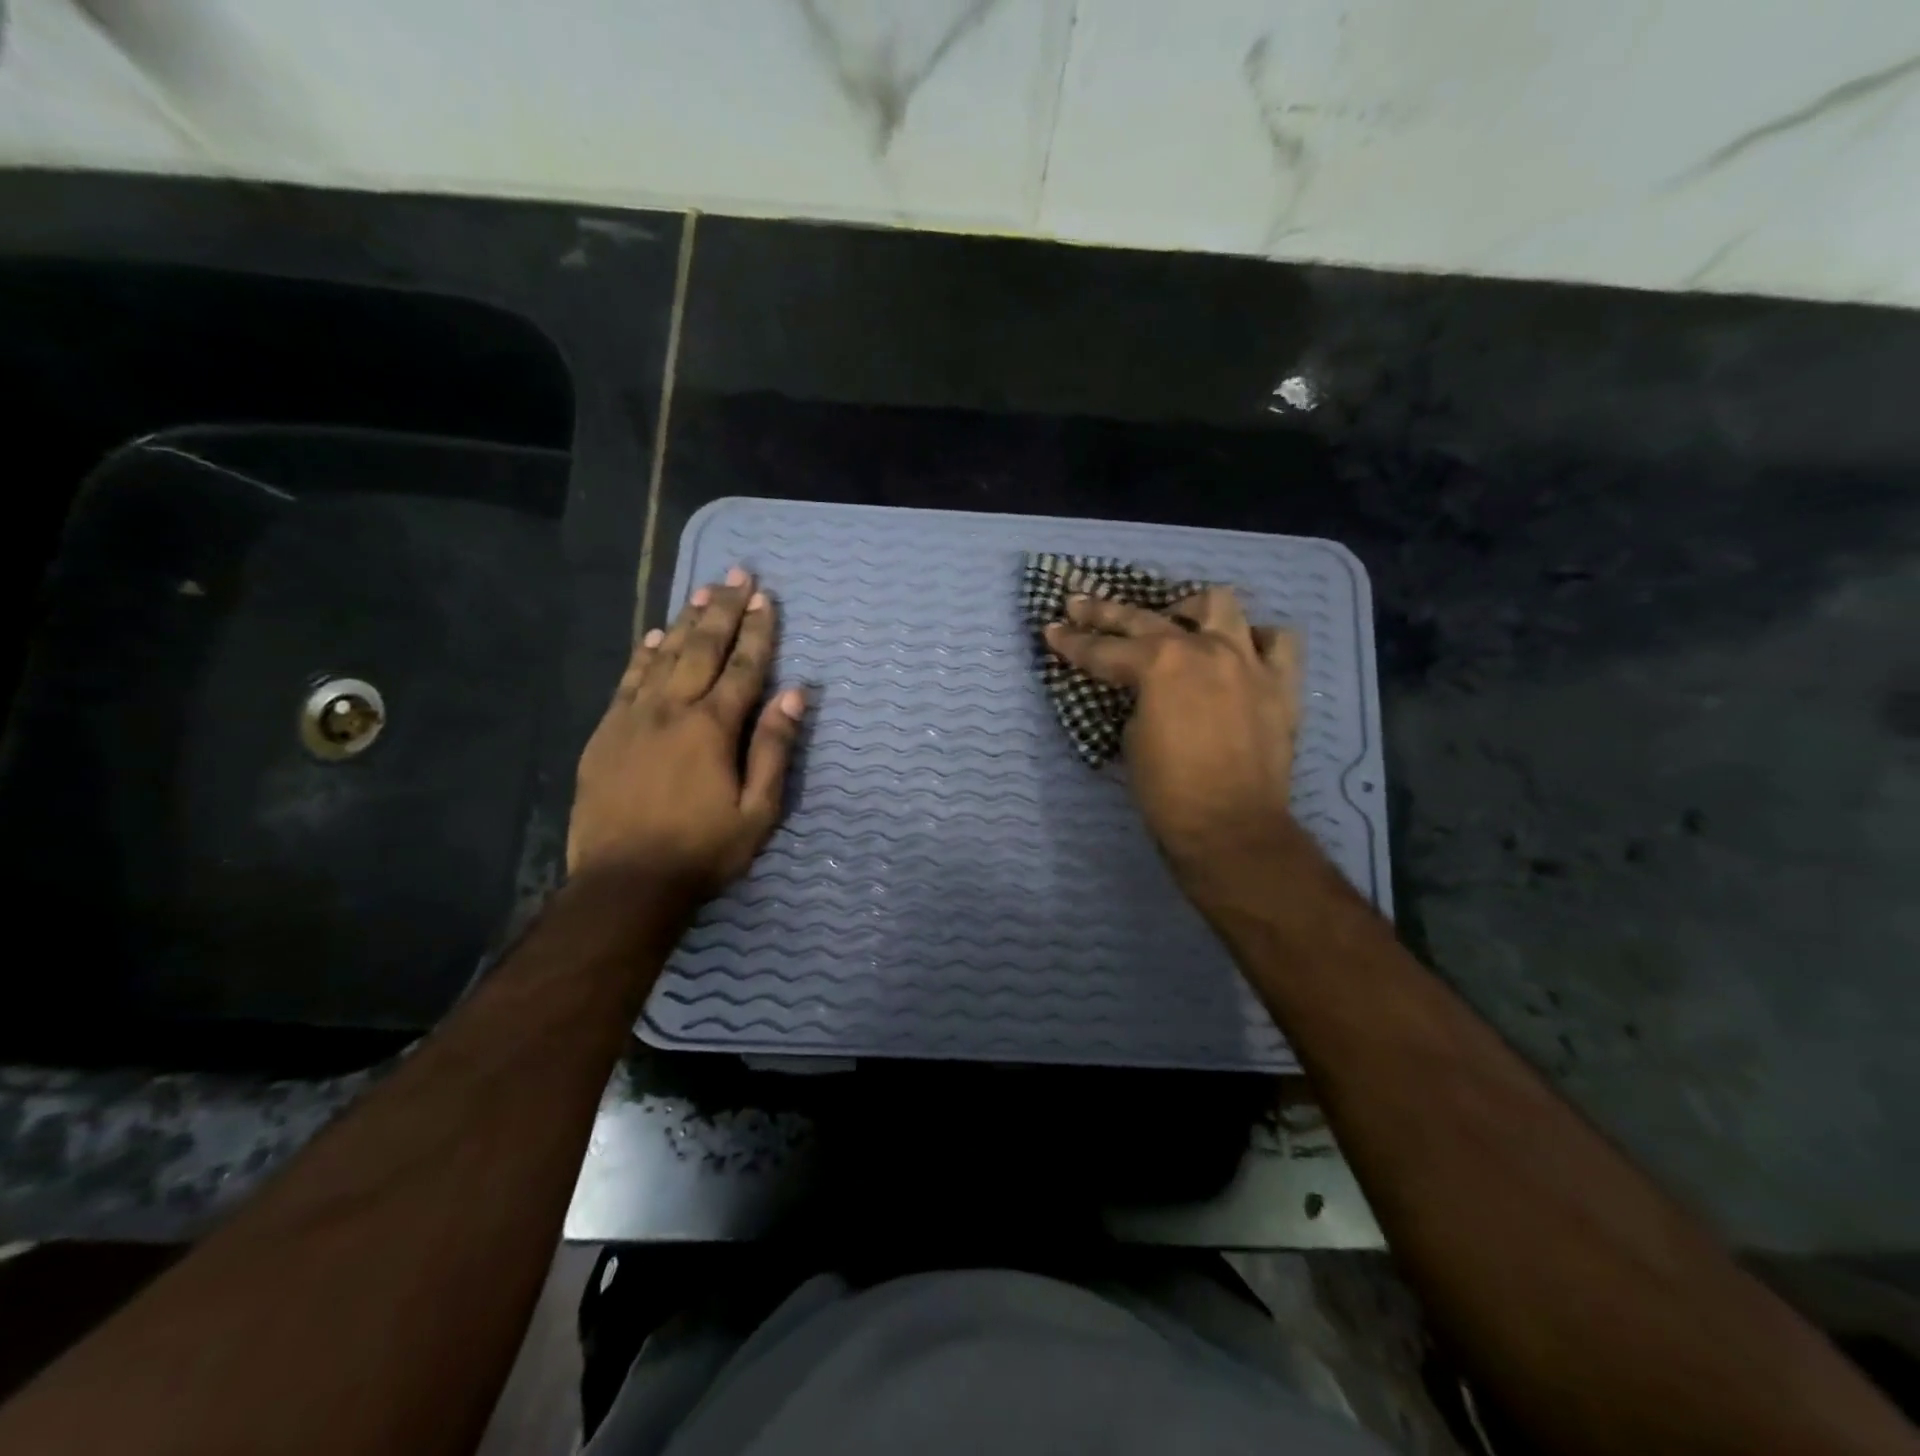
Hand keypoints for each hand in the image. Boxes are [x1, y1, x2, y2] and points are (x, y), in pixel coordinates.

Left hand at [569, 568, 805, 901]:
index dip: (759, 632)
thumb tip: (793, 696)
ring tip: (703, 591)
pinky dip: (644, 654)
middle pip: (703, 649)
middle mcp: (673, 710)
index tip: (767, 598)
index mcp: (714, 728)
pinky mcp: (606, 733)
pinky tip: (655, 636)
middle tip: (738, 574)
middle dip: (724, 610)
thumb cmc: (702, 851)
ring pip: (664, 656)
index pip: (743, 668)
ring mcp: (633, 718)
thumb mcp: (758, 811)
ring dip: (687, 622)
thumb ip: (775, 750)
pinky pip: (628, 681)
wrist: (624, 883)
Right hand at [1044, 586, 1301, 893]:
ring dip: (1190, 608)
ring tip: (1177, 617)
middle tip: (1080, 605)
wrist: (1230, 829)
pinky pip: (1277, 641)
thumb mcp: (1131, 738)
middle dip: (1105, 613)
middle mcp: (1204, 649)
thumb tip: (1143, 689)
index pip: (1102, 649)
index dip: (1071, 642)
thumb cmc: (1167, 791)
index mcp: (1159, 665)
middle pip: (1145, 618)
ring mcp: (1247, 661)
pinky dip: (1256, 639)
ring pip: (1220, 605)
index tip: (1052, 630)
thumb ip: (1136, 699)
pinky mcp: (1280, 683)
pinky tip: (1241, 649)